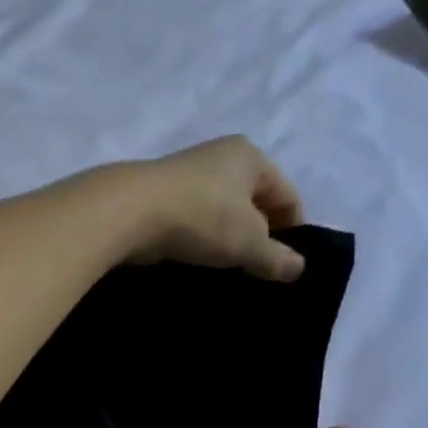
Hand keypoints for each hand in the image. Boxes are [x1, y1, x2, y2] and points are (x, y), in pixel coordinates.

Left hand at [120, 136, 305, 281]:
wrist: (129, 212)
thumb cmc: (201, 217)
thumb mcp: (247, 242)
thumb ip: (275, 257)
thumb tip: (298, 268)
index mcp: (250, 156)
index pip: (286, 193)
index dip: (293, 230)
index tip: (287, 265)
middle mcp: (219, 157)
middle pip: (252, 201)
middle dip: (258, 235)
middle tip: (257, 271)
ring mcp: (186, 176)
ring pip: (220, 212)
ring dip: (226, 240)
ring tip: (227, 270)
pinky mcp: (159, 197)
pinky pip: (192, 221)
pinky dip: (199, 240)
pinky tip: (196, 262)